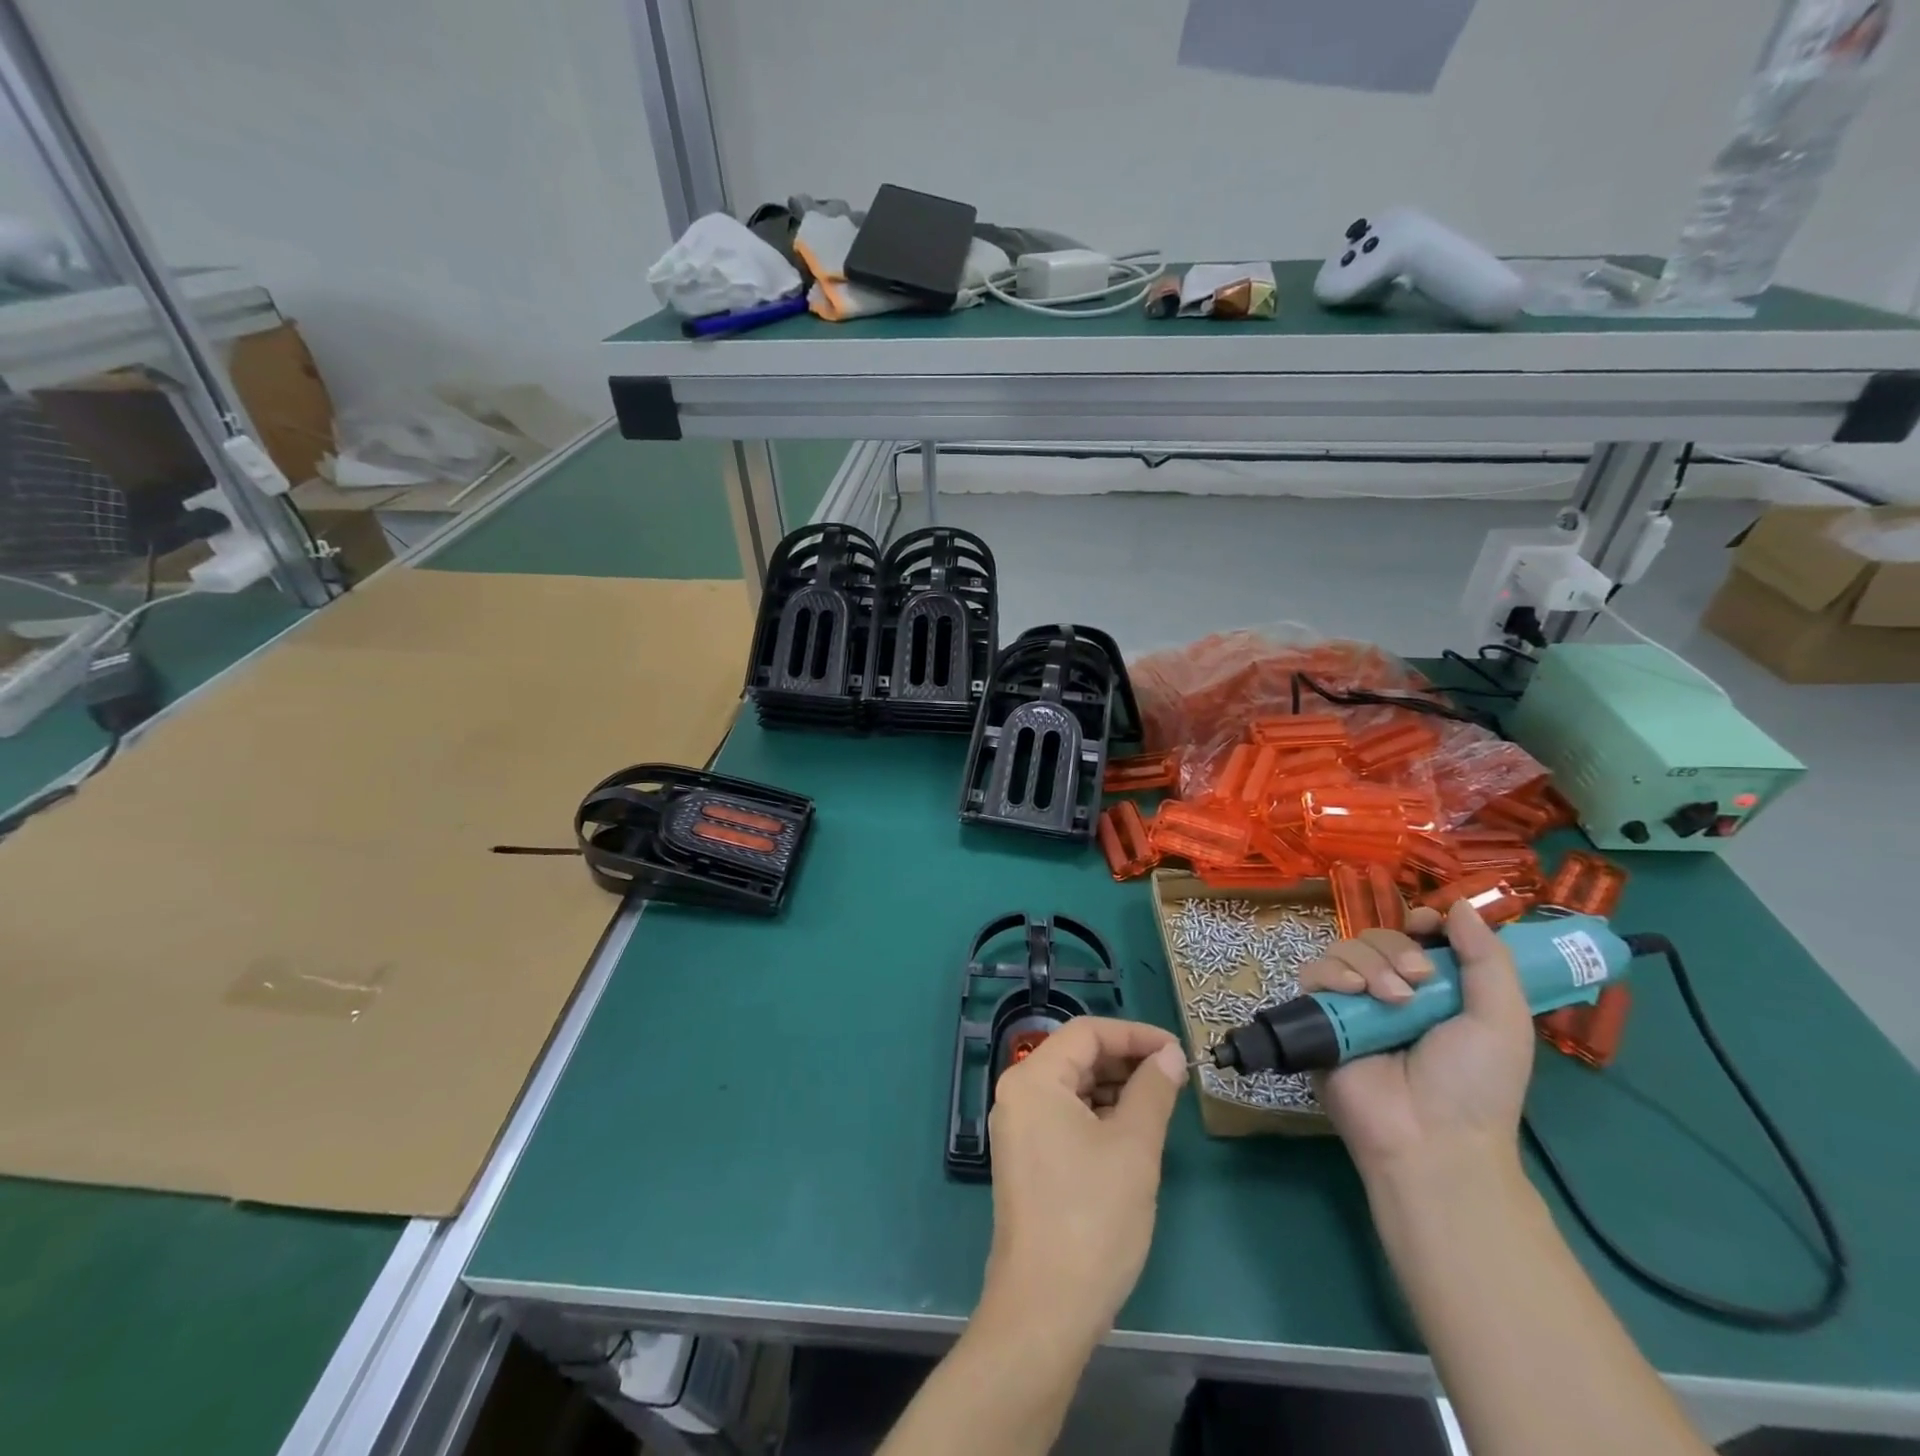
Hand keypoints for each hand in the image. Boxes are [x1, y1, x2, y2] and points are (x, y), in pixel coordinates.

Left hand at [980, 1018, 1186, 1345]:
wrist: (1045, 1308)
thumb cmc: (1091, 1217)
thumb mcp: (1134, 1147)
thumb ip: (1153, 1091)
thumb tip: (1170, 1055)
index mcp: (1033, 1079)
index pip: (1087, 1033)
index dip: (1134, 1034)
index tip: (1176, 1049)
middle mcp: (1018, 1094)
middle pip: (1077, 1057)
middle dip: (1126, 1061)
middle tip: (1173, 1076)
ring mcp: (1018, 1128)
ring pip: (1073, 1088)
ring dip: (1115, 1088)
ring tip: (1160, 1102)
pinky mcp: (1027, 1159)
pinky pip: (1065, 1116)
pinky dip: (1099, 1115)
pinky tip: (1132, 1131)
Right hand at [1299, 901, 1534, 1182]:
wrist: (1430, 1138)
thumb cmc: (1476, 1084)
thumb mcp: (1503, 1020)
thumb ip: (1488, 958)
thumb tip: (1460, 903)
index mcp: (1436, 991)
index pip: (1416, 936)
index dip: (1420, 923)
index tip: (1427, 927)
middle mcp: (1392, 991)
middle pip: (1379, 936)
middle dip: (1397, 950)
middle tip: (1418, 984)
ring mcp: (1353, 1004)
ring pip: (1346, 949)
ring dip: (1369, 964)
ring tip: (1390, 1000)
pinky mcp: (1319, 1016)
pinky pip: (1313, 972)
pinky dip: (1332, 973)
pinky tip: (1353, 992)